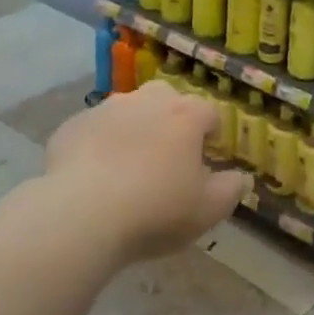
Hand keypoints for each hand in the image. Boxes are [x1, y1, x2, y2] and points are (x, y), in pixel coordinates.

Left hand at [45, 82, 248, 261]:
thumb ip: (230, 190)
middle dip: (172, 120)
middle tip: (169, 157)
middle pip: (167, 99)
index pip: (210, 113)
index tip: (208, 158)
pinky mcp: (72, 126)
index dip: (212, 134)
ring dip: (133, 129)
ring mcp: (105, 109)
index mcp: (185, 115)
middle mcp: (146, 101)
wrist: (80, 215)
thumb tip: (241, 178)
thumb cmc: (155, 210)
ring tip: (128, 167)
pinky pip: (94, 130)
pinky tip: (94, 176)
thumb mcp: (207, 210)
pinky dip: (98, 145)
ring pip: (127, 111)